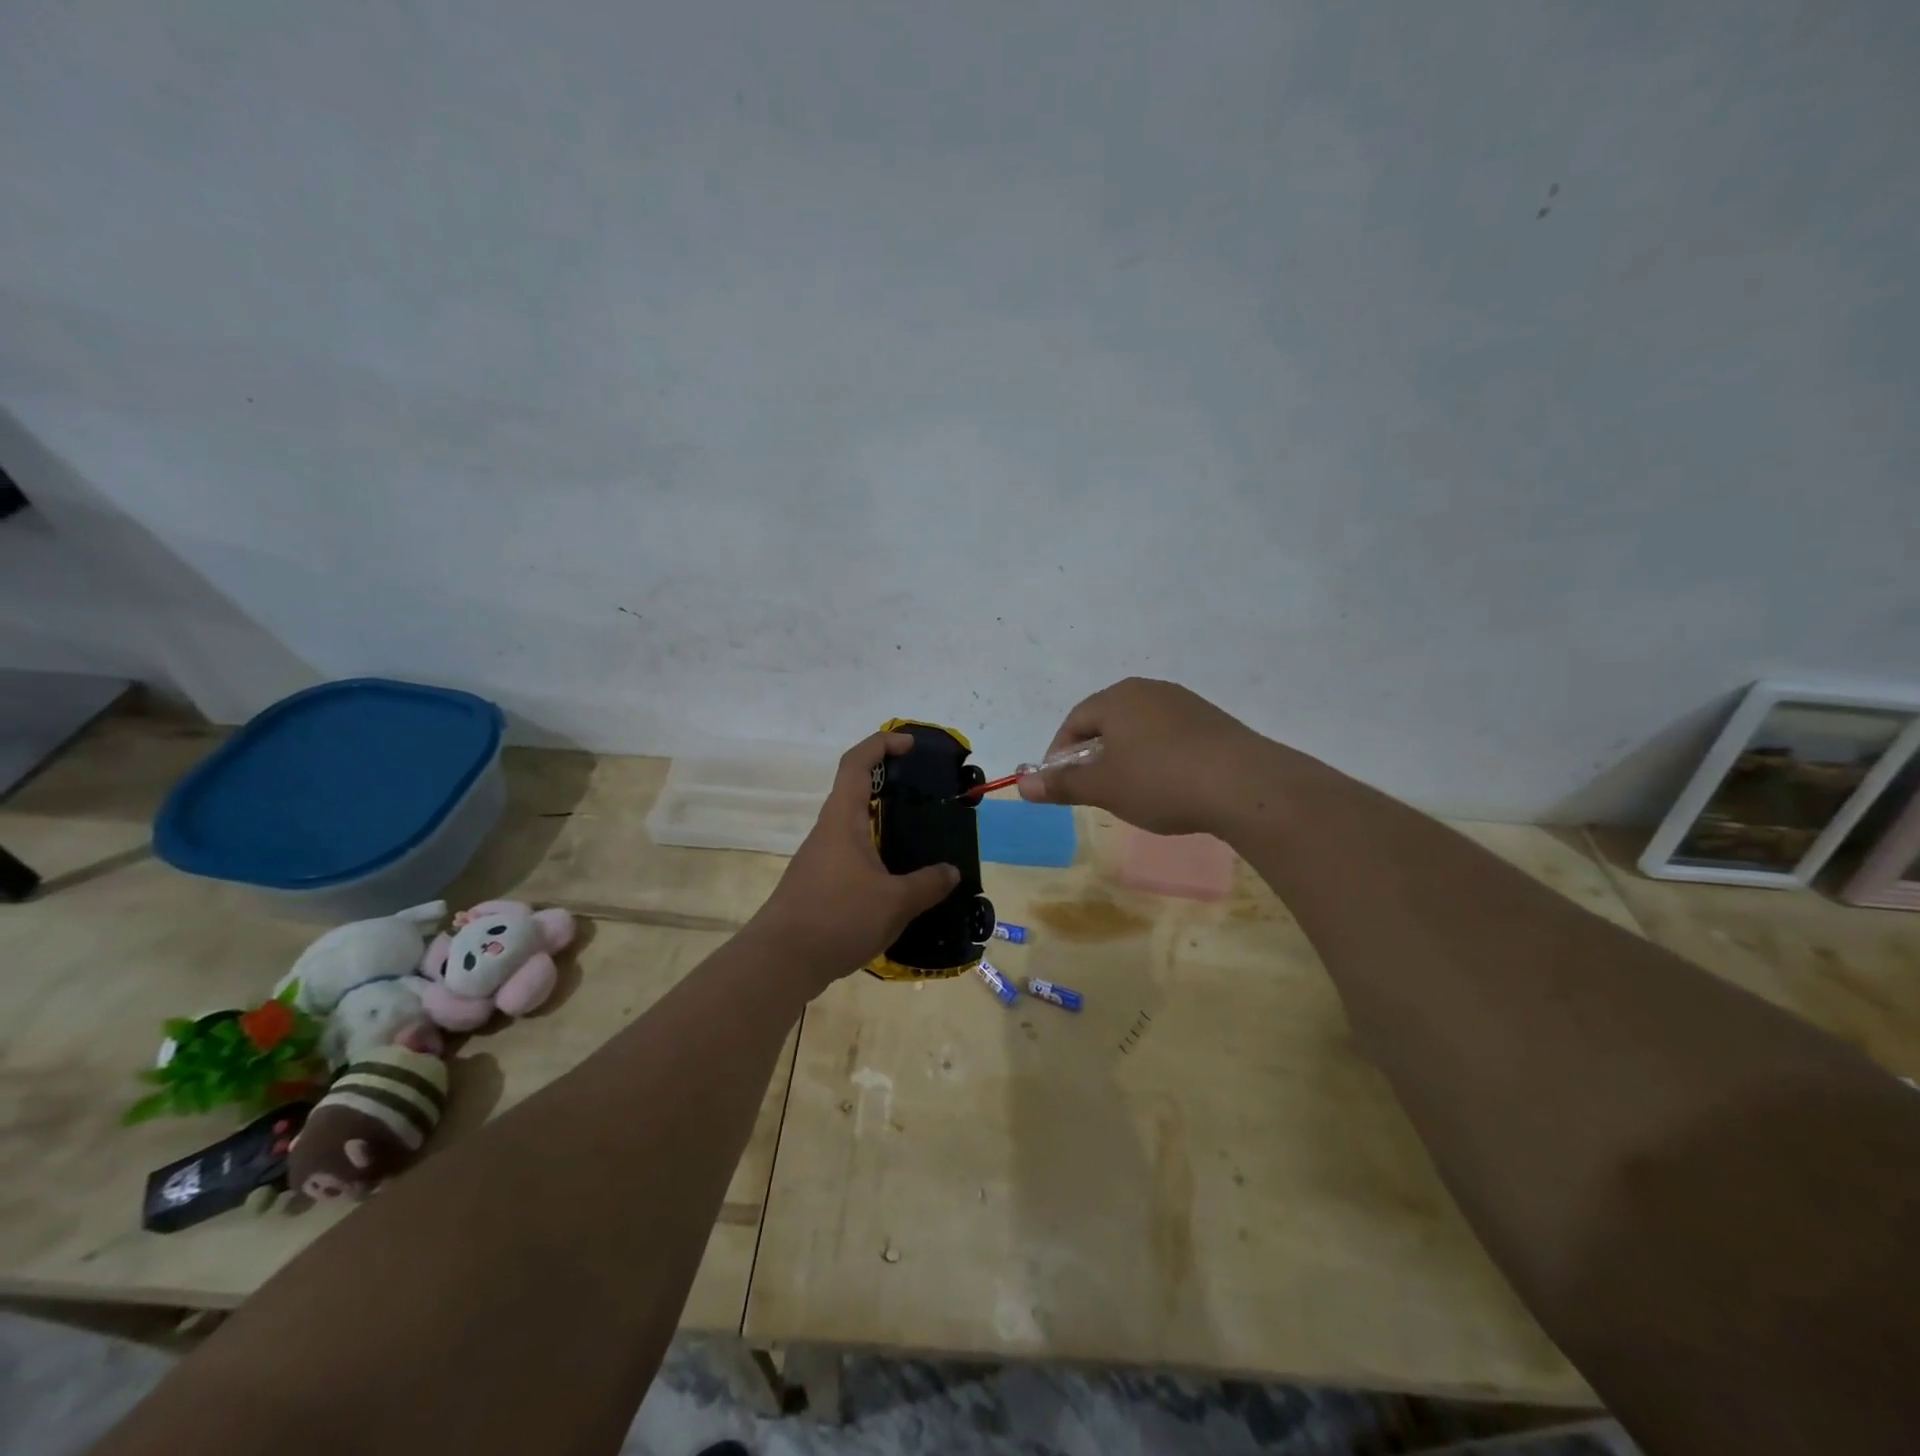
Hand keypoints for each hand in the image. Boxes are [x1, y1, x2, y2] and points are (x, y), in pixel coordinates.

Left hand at [747, 732, 960, 987]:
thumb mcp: (895, 902)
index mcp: (843, 820)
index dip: (882, 744)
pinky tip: (897, 881)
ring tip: (919, 840)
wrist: (780, 962)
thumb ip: (927, 885)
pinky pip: (852, 856)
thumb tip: (951, 872)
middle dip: (889, 785)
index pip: (857, 763)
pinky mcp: (818, 884)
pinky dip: (876, 855)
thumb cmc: (837, 918)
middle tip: (925, 795)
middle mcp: (828, 831)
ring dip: (883, 825)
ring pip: (854, 827)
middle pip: (856, 792)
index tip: (910, 744)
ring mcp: (820, 859)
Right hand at [1018, 677, 1269, 834]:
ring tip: (1132, 790)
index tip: (1061, 785)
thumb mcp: (1104, 788)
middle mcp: (1148, 690)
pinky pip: (1169, 735)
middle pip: (1107, 721)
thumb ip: (1061, 784)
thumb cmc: (1161, 782)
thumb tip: (1021, 784)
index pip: (1074, 722)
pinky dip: (1158, 757)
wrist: (1244, 785)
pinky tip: (1168, 785)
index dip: (1060, 754)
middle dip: (1094, 755)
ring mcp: (1184, 702)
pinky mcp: (1211, 720)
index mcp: (1117, 698)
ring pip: (1139, 728)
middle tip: (1095, 789)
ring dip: (1126, 756)